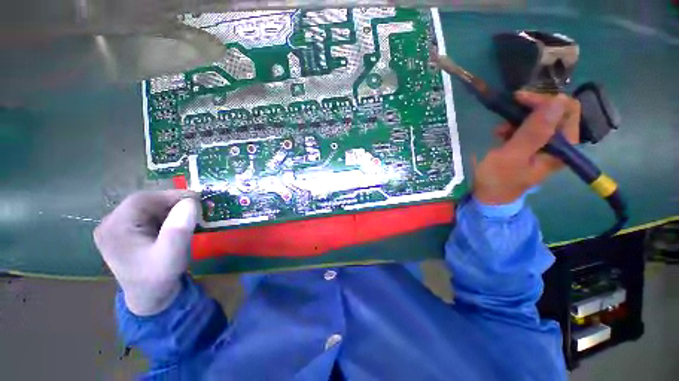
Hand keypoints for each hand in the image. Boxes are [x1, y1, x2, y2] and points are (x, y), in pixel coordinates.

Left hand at [94, 190, 200, 315]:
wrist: (150, 297)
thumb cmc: (159, 278)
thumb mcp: (172, 255)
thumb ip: (179, 228)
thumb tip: (191, 201)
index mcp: (115, 229)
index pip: (142, 200)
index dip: (171, 196)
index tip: (197, 199)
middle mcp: (111, 224)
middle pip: (144, 202)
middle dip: (173, 203)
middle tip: (197, 209)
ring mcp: (117, 228)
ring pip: (148, 207)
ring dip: (171, 209)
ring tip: (190, 218)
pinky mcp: (126, 232)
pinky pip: (149, 215)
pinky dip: (167, 216)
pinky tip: (177, 224)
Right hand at [473, 92, 579, 204]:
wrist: (488, 196)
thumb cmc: (498, 179)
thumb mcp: (512, 156)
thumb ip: (534, 132)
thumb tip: (557, 101)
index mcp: (563, 147)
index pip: (567, 110)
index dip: (546, 100)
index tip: (520, 99)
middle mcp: (559, 144)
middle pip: (555, 112)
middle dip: (532, 107)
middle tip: (509, 108)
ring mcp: (545, 145)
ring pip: (540, 118)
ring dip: (520, 118)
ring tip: (500, 129)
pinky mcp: (532, 147)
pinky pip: (529, 128)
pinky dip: (514, 126)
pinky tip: (500, 134)